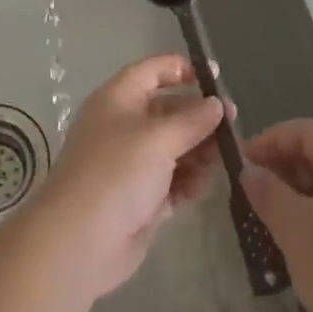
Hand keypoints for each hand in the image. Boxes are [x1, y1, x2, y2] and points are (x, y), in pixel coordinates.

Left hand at [32, 54, 227, 299]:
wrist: (79, 242)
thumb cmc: (116, 173)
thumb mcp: (159, 138)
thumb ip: (193, 120)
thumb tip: (217, 104)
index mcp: (119, 99)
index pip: (153, 71)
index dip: (183, 69)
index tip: (215, 76)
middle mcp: (125, 125)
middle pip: (170, 111)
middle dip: (200, 117)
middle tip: (233, 127)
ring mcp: (132, 163)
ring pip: (175, 147)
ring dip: (199, 152)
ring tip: (222, 161)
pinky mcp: (141, 198)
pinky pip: (173, 181)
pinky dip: (189, 181)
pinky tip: (203, 187)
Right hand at [240, 119, 312, 311]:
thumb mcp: (295, 229)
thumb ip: (268, 193)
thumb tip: (251, 172)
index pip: (306, 131)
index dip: (270, 140)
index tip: (243, 165)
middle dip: (283, 171)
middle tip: (254, 198)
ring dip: (299, 199)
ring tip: (272, 227)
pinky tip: (304, 253)